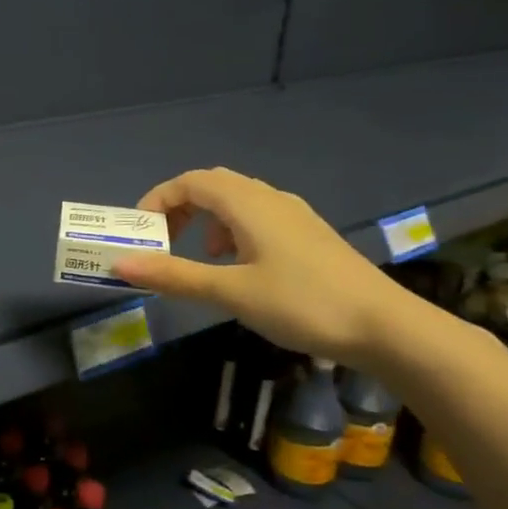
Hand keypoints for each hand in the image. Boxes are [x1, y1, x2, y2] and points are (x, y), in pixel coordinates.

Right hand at [111, 168, 403, 362]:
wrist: (387, 327)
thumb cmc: (303, 303)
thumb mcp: (231, 292)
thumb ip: (174, 276)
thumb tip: (120, 264)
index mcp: (248, 204)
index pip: (190, 182)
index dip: (158, 200)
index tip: (140, 232)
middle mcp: (270, 199)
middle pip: (212, 186)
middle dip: (180, 208)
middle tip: (163, 242)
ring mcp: (294, 216)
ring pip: (237, 201)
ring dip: (207, 220)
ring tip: (200, 258)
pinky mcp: (309, 235)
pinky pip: (258, 217)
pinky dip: (233, 231)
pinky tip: (240, 267)